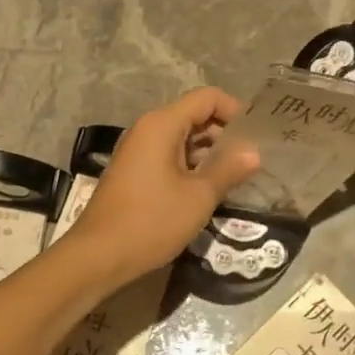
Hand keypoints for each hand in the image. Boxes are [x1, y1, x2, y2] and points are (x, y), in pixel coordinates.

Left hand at [66, 88, 260, 284]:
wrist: (98, 256)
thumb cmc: (152, 221)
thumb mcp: (199, 197)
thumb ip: (229, 169)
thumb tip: (254, 152)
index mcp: (162, 124)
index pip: (207, 98)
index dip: (235, 111)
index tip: (256, 137)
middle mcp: (147, 129)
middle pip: (194, 115)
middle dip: (224, 134)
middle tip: (251, 160)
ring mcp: (138, 150)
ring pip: (182, 138)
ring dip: (209, 152)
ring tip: (236, 176)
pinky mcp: (134, 171)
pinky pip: (169, 155)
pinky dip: (191, 165)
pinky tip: (208, 189)